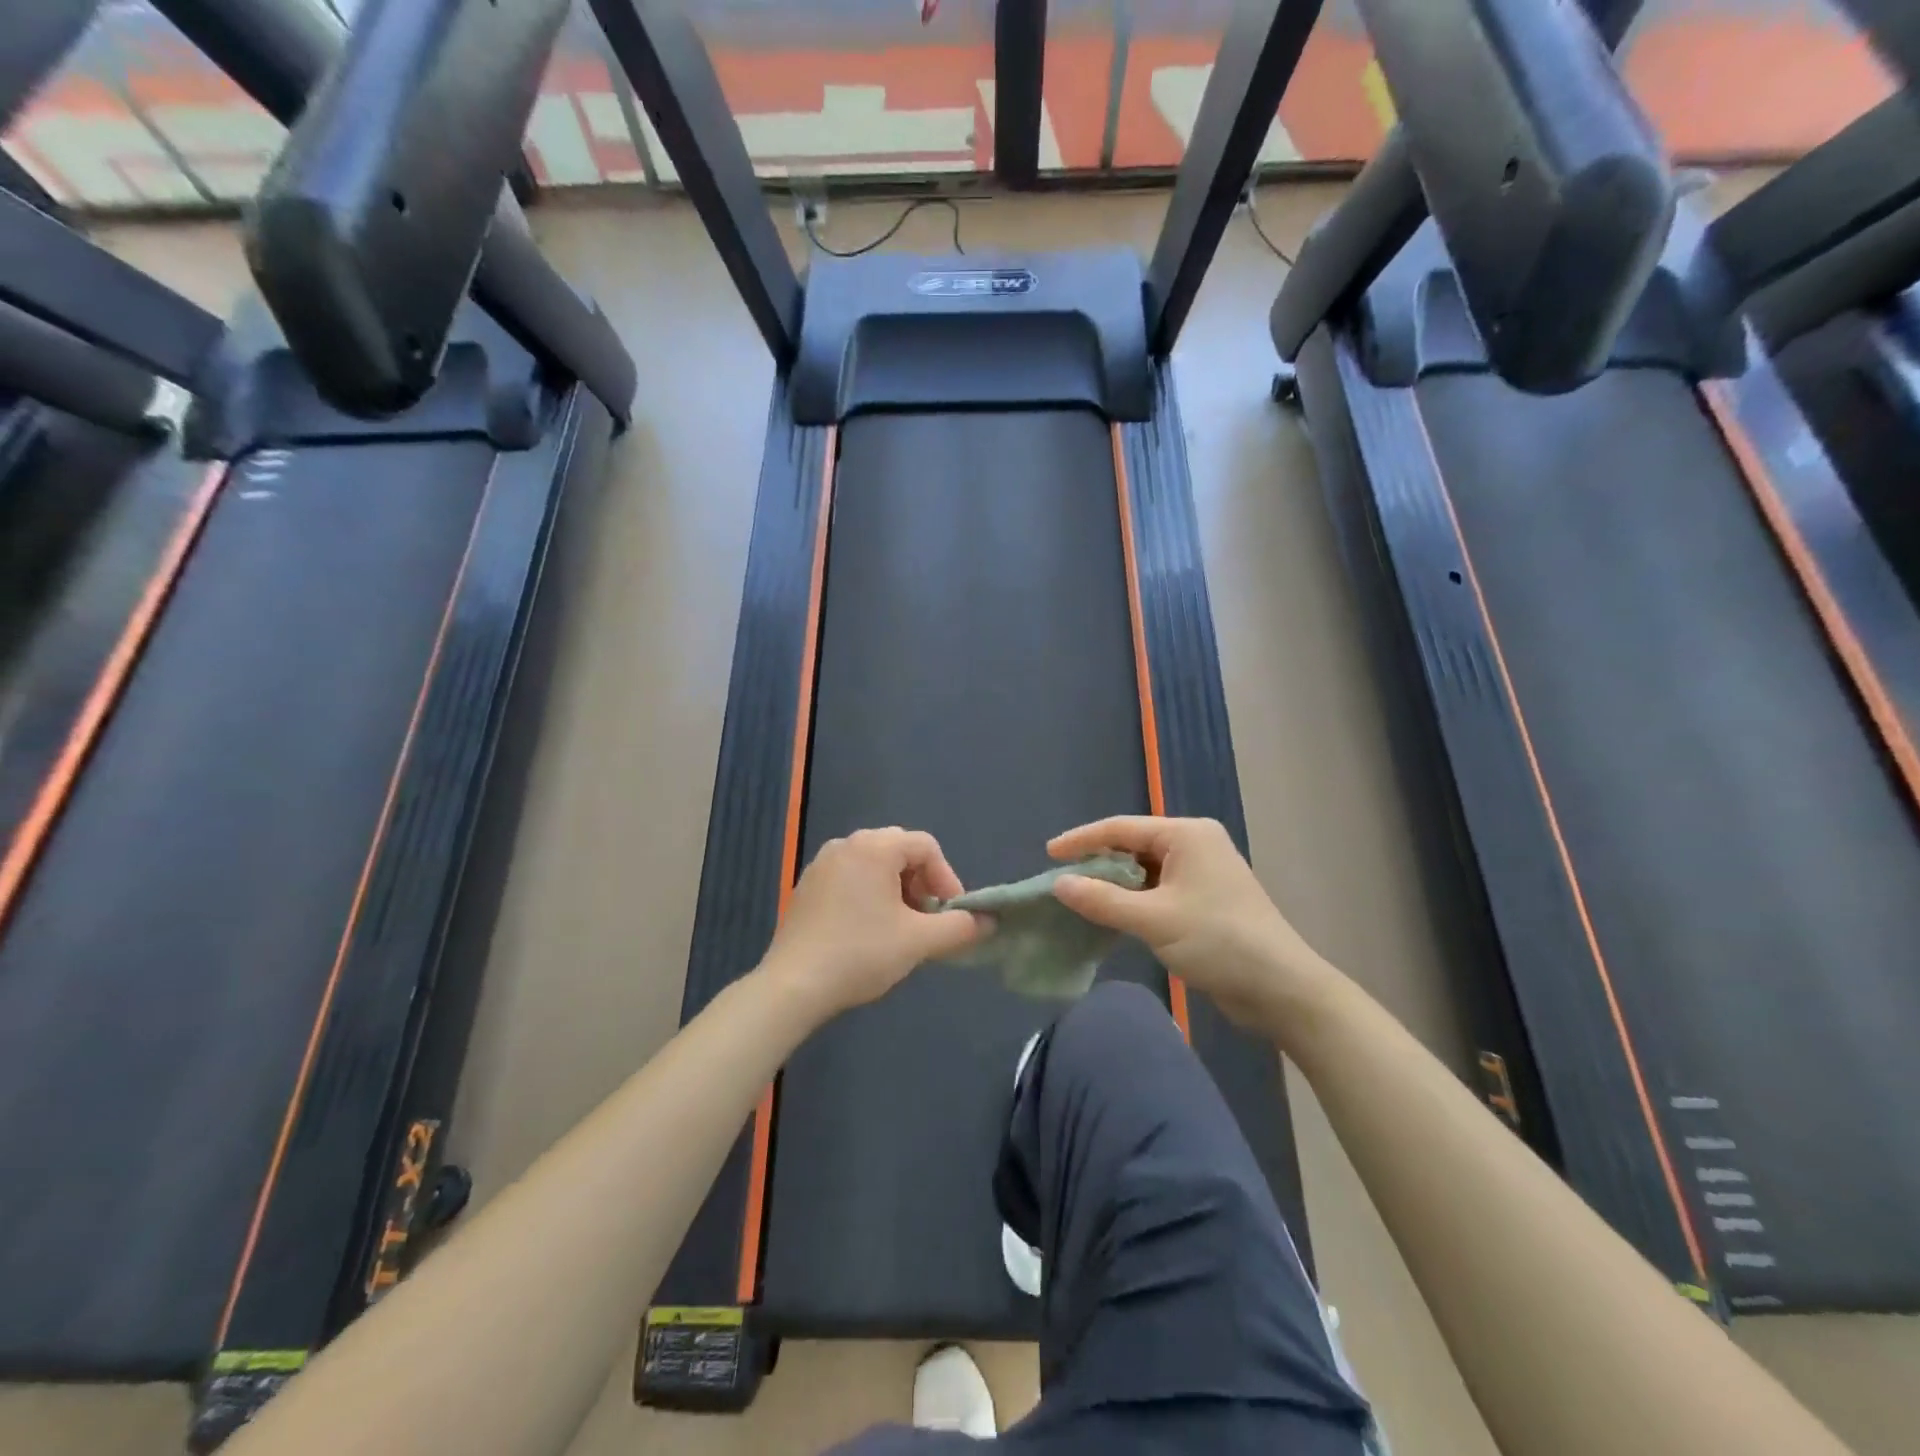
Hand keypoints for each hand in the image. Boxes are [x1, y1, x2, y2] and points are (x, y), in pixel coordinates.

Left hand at [765, 828, 987, 1017]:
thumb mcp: (918, 941)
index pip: (926, 846)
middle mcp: (846, 844)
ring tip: (900, 927)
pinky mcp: (806, 886)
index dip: (947, 878)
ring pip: (873, 864)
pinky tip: (867, 931)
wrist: (793, 985)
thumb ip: (960, 927)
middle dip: (921, 882)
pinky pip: (849, 877)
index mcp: (874, 847)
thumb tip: (989, 921)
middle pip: (899, 850)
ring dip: (896, 889)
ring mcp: (822, 864)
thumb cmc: (861, 954)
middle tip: (927, 918)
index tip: (951, 913)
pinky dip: (868, 894)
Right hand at [1048, 817, 1335, 1034]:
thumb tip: (1058, 884)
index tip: (1048, 854)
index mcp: (1187, 835)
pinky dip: (1134, 900)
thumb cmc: (1218, 941)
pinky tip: (1112, 915)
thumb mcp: (1154, 920)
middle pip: (1133, 845)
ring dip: (1115, 884)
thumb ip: (1103, 900)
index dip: (1082, 840)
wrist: (1281, 988)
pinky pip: (1159, 889)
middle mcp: (1195, 844)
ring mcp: (1203, 872)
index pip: (1121, 828)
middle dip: (1098, 862)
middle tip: (1062, 880)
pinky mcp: (1206, 899)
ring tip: (1080, 898)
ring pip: (1145, 870)